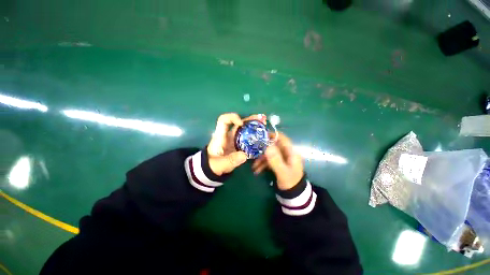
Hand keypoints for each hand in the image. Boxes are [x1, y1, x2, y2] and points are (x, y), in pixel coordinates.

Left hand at [207, 113, 265, 175]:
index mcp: (220, 136)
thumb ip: (230, 161)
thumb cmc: (213, 165)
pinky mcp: (238, 145)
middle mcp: (228, 135)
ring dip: (254, 125)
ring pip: (244, 129)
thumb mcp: (220, 165)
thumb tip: (244, 155)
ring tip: (264, 124)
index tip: (241, 124)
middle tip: (261, 119)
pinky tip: (262, 136)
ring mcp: (234, 140)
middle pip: (238, 123)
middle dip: (250, 120)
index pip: (223, 120)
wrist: (212, 170)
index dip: (232, 118)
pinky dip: (254, 135)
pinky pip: (247, 137)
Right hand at [252, 133, 303, 189]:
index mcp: (290, 152)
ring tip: (254, 167)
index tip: (260, 137)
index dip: (272, 136)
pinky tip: (257, 170)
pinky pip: (269, 160)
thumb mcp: (282, 172)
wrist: (293, 194)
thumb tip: (267, 147)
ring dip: (261, 159)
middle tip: (252, 152)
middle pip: (273, 146)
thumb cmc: (290, 182)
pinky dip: (263, 164)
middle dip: (263, 150)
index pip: (282, 138)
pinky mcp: (277, 163)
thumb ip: (275, 160)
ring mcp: (281, 158)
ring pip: (269, 154)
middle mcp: (286, 153)